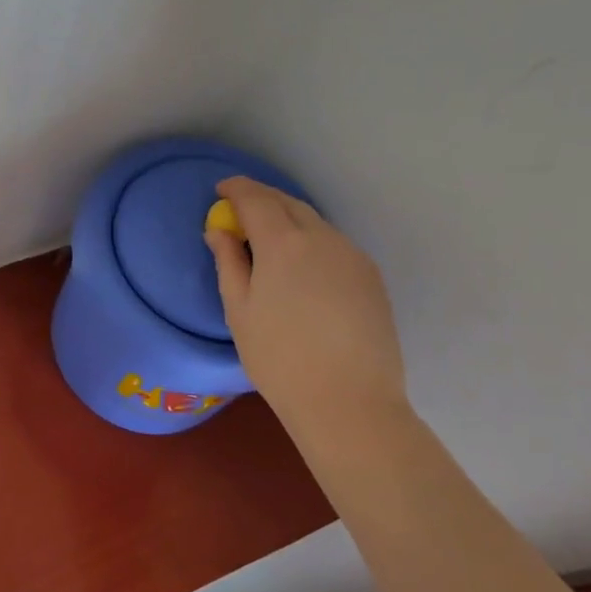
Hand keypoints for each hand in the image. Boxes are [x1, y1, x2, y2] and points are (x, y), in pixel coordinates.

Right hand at [206, 178, 407, 431]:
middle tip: (240, 212)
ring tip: (268, 240)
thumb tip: (219, 231)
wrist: (349, 402)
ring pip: (314, 222)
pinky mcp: (371, 276)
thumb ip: (228, 262)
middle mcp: (322, 238)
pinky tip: (301, 268)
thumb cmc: (280, 358)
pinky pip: (333, 244)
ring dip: (288, 220)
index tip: (221, 191)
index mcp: (284, 243)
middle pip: (288, 203)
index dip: (236, 189)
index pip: (256, 198)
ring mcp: (352, 255)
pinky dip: (311, 241)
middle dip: (262, 199)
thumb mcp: (239, 310)